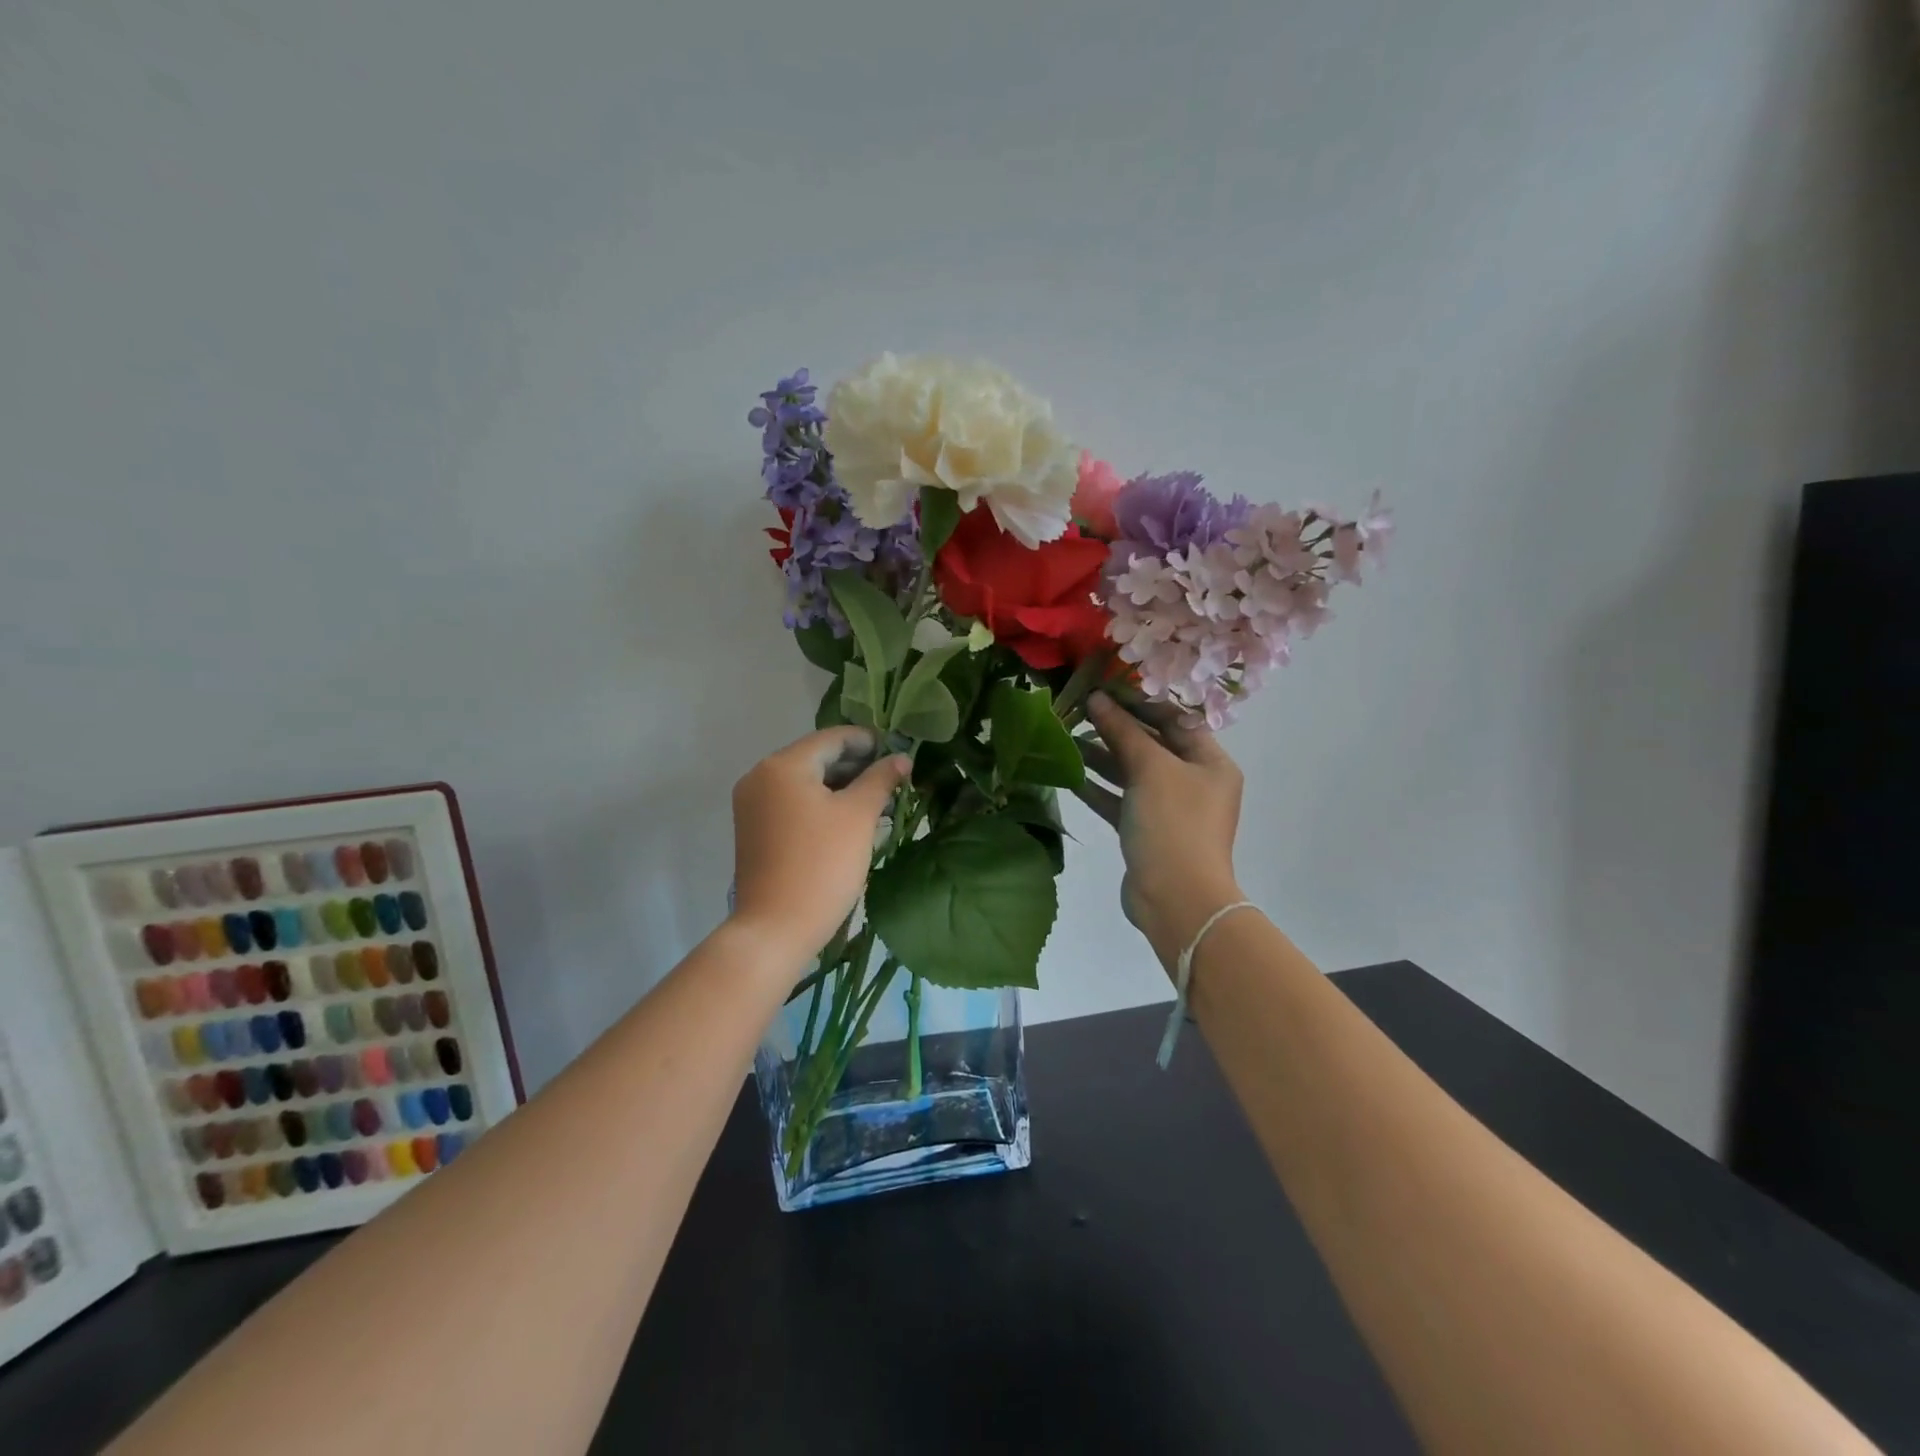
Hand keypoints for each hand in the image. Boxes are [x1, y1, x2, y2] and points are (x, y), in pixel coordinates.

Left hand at [731, 727, 910, 963]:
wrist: (776, 927)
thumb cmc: (822, 864)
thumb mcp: (858, 816)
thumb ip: (880, 779)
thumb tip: (901, 758)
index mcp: (782, 765)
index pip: (832, 738)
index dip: (868, 741)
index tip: (898, 751)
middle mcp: (760, 777)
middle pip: (816, 758)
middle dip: (856, 766)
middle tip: (893, 779)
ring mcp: (753, 805)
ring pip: (805, 782)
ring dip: (841, 787)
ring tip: (878, 800)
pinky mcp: (754, 829)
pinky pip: (793, 803)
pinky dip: (821, 804)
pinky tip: (850, 819)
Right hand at [1077, 693, 1244, 967]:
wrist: (1176, 899)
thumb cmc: (1173, 824)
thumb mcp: (1150, 768)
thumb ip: (1123, 731)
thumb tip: (1098, 698)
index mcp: (1210, 762)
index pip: (1175, 719)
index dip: (1140, 702)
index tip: (1104, 690)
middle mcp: (1194, 782)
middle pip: (1152, 744)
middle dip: (1116, 728)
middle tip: (1079, 711)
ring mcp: (1170, 809)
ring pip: (1133, 773)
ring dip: (1102, 756)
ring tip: (1067, 738)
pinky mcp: (1147, 832)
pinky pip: (1122, 801)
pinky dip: (1099, 788)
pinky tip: (1070, 775)